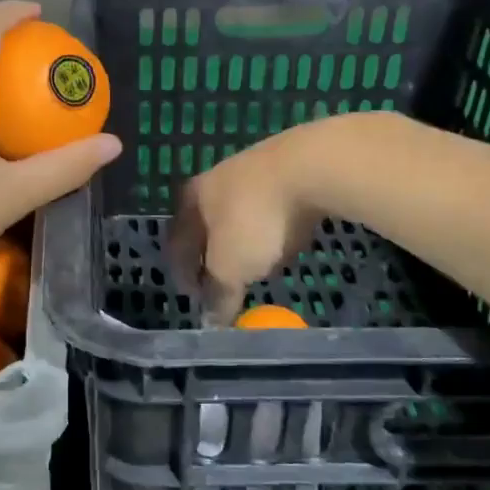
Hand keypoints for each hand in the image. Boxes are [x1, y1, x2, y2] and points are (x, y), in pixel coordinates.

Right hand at [169, 126, 322, 323]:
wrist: (312, 166)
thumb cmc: (256, 219)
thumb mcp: (231, 267)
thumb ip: (220, 294)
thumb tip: (212, 322)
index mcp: (193, 199)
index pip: (177, 241)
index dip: (182, 272)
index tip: (193, 296)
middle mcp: (216, 179)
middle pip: (207, 223)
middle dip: (211, 251)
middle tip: (220, 278)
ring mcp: (254, 169)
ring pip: (240, 212)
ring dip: (242, 237)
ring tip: (254, 261)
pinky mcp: (290, 168)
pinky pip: (272, 205)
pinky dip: (272, 225)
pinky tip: (284, 237)